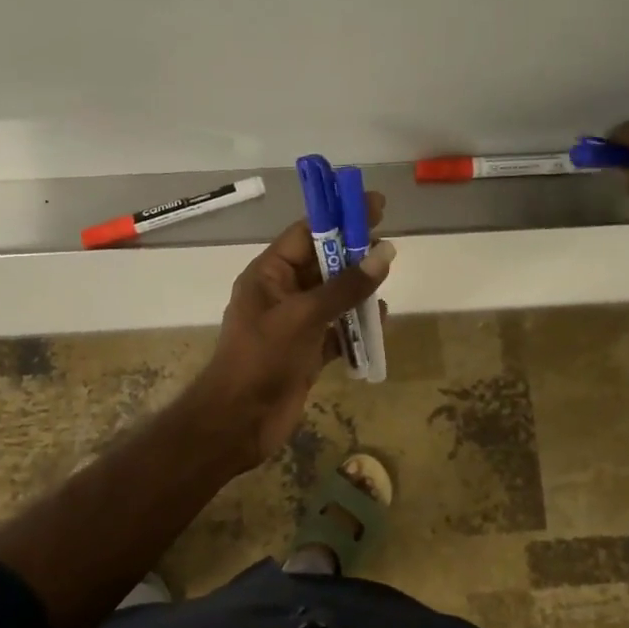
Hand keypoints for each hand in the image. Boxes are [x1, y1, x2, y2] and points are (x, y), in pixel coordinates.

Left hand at [187, 194, 394, 470]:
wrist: (239, 421)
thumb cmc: (262, 359)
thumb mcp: (304, 316)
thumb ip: (345, 286)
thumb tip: (384, 252)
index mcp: (268, 274)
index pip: (306, 234)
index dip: (339, 218)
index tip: (374, 206)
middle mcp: (281, 294)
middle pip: (323, 264)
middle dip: (353, 255)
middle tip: (389, 248)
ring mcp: (294, 324)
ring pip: (333, 297)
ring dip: (358, 291)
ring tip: (385, 285)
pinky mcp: (306, 352)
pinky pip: (337, 330)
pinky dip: (355, 326)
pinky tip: (377, 323)